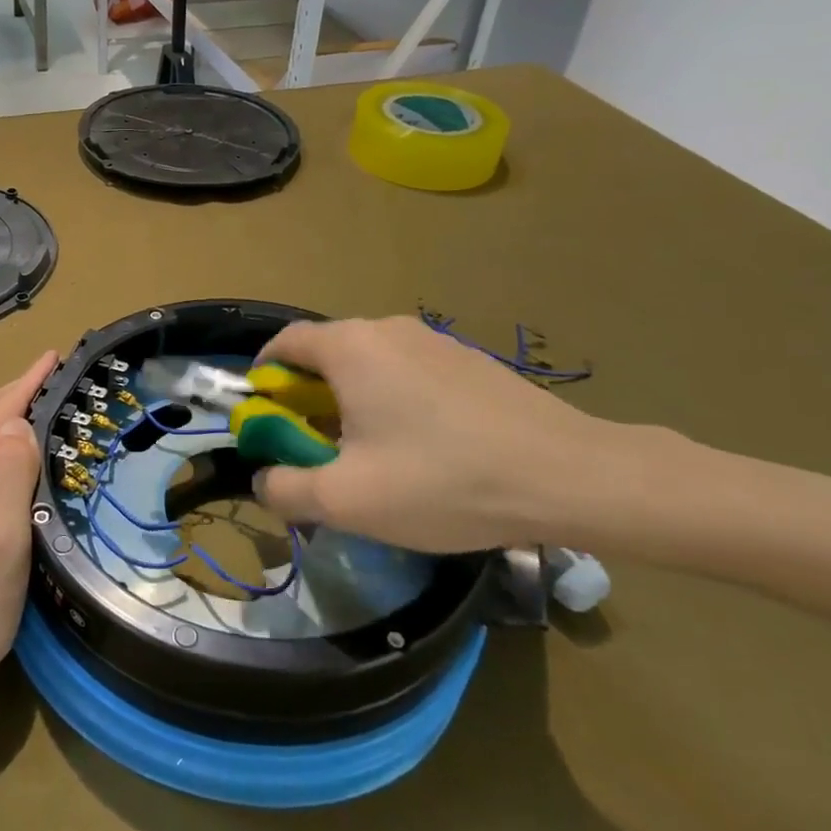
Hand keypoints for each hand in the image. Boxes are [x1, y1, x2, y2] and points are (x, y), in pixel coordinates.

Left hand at [0, 351, 56, 735]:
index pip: (0, 407)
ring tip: (41, 402)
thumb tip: (20, 423)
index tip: (57, 354)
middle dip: (19, 389)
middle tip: (56, 372)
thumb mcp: (2, 541)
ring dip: (8, 413)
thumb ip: (12, 475)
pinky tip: (10, 454)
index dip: (30, 379)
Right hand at [252, 316, 618, 553]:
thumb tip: (264, 478)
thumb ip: (285, 489)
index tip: (264, 419)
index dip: (263, 377)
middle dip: (307, 400)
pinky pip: (409, 375)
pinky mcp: (469, 361)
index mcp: (351, 347)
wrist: (568, 475)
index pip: (284, 342)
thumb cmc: (443, 481)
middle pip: (326, 355)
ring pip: (370, 367)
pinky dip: (392, 404)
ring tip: (369, 458)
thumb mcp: (347, 500)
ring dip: (351, 404)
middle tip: (314, 451)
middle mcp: (388, 330)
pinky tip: (421, 453)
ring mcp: (435, 341)